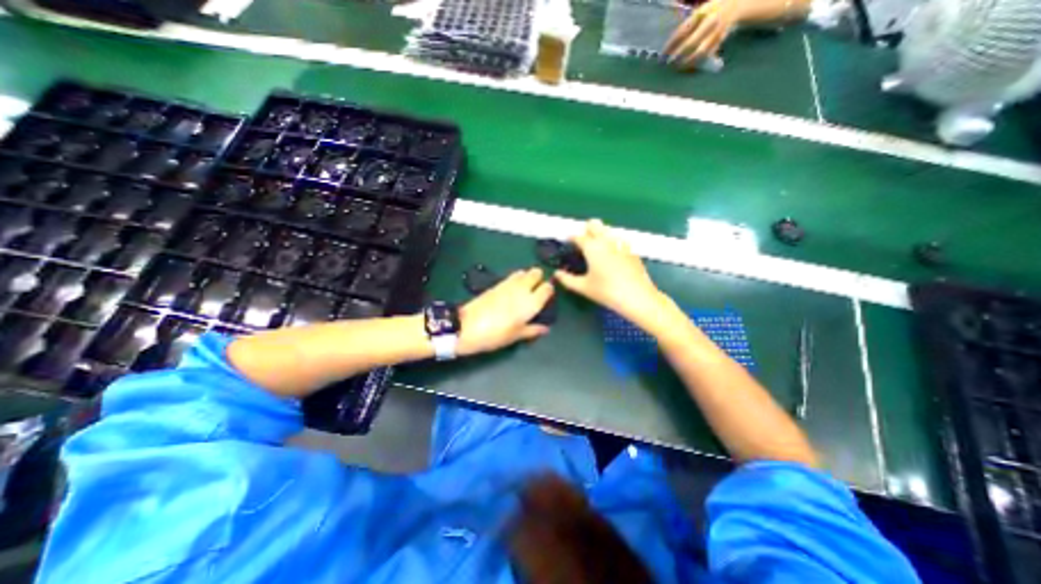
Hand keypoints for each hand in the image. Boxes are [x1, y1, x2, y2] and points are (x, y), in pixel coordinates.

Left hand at [456, 266, 551, 356]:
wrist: (467, 327)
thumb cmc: (495, 335)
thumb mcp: (515, 336)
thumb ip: (532, 330)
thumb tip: (545, 328)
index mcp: (530, 303)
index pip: (547, 288)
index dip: (549, 291)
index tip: (547, 297)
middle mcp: (522, 289)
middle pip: (536, 273)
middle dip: (539, 278)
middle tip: (537, 289)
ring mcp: (508, 284)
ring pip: (524, 272)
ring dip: (527, 277)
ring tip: (525, 288)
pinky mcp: (496, 284)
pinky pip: (512, 276)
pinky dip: (516, 279)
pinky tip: (513, 289)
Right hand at [553, 222, 675, 334]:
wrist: (637, 297)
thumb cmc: (606, 292)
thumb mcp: (583, 287)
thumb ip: (567, 279)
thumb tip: (556, 274)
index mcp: (592, 247)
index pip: (577, 236)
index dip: (570, 238)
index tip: (567, 243)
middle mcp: (606, 240)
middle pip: (594, 224)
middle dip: (586, 229)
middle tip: (582, 244)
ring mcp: (620, 243)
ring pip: (607, 230)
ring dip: (600, 234)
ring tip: (596, 250)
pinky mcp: (631, 250)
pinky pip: (618, 240)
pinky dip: (612, 243)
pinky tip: (612, 257)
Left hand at [663, 0, 743, 69]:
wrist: (734, 6)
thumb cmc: (708, 13)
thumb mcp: (697, 14)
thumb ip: (685, 28)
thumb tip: (668, 47)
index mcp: (702, 12)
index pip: (683, 31)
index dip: (671, 44)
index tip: (663, 54)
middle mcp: (711, 21)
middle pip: (691, 43)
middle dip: (679, 55)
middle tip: (669, 63)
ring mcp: (717, 32)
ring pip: (700, 52)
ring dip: (687, 62)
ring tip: (678, 67)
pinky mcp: (720, 41)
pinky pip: (707, 55)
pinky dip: (696, 63)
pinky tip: (688, 68)